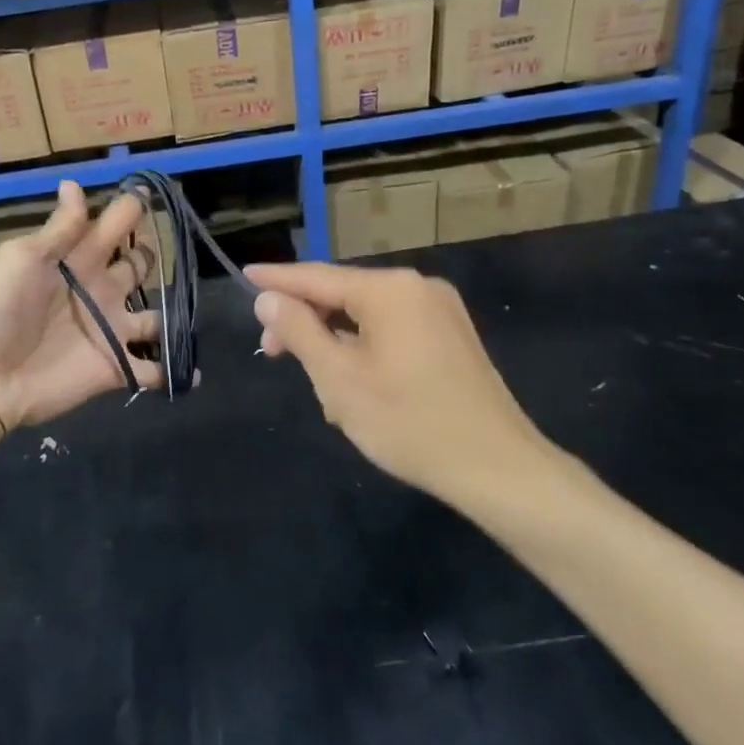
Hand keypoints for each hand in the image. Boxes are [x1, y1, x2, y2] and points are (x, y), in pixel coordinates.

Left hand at [0, 181, 164, 435]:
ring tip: (188, 313)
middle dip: (153, 254)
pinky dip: (174, 371)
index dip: (133, 209)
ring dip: (173, 316)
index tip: (153, 195)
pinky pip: (153, 369)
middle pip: (139, 265)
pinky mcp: (116, 367)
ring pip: (155, 317)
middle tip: (172, 249)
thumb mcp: (23, 259)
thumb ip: (60, 229)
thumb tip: (74, 183)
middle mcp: (102, 290)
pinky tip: (191, 372)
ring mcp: (111, 330)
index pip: (115, 226)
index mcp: (80, 259)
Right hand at [248, 263, 560, 501]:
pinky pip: (392, 331)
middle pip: (343, 295)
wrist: (498, 468)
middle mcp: (417, 288)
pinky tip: (353, 388)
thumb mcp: (339, 378)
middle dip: (306, 321)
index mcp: (389, 290)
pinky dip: (364, 351)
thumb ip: (299, 331)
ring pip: (367, 317)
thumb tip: (269, 298)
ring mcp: (440, 312)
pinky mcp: (451, 337)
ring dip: (335, 344)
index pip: (317, 276)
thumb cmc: (409, 422)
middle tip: (271, 353)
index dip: (277, 279)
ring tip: (320, 388)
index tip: (245, 276)